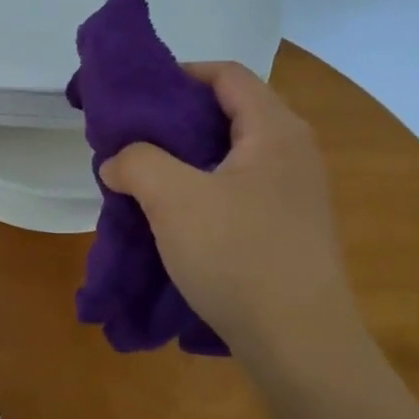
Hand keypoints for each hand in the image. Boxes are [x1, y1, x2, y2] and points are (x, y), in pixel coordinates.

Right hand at [99, 62, 360, 351]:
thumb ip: (137, 162)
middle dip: (178, 120)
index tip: (139, 98)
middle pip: (231, 112)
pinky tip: (179, 218)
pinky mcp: (292, 229)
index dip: (180, 75)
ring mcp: (298, 193)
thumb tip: (118, 161)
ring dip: (189, 159)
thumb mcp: (172, 199)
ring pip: (234, 155)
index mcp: (275, 130)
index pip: (227, 74)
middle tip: (136, 139)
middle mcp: (295, 152)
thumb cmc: (238, 255)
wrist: (301, 344)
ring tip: (149, 179)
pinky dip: (207, 189)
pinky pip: (242, 189)